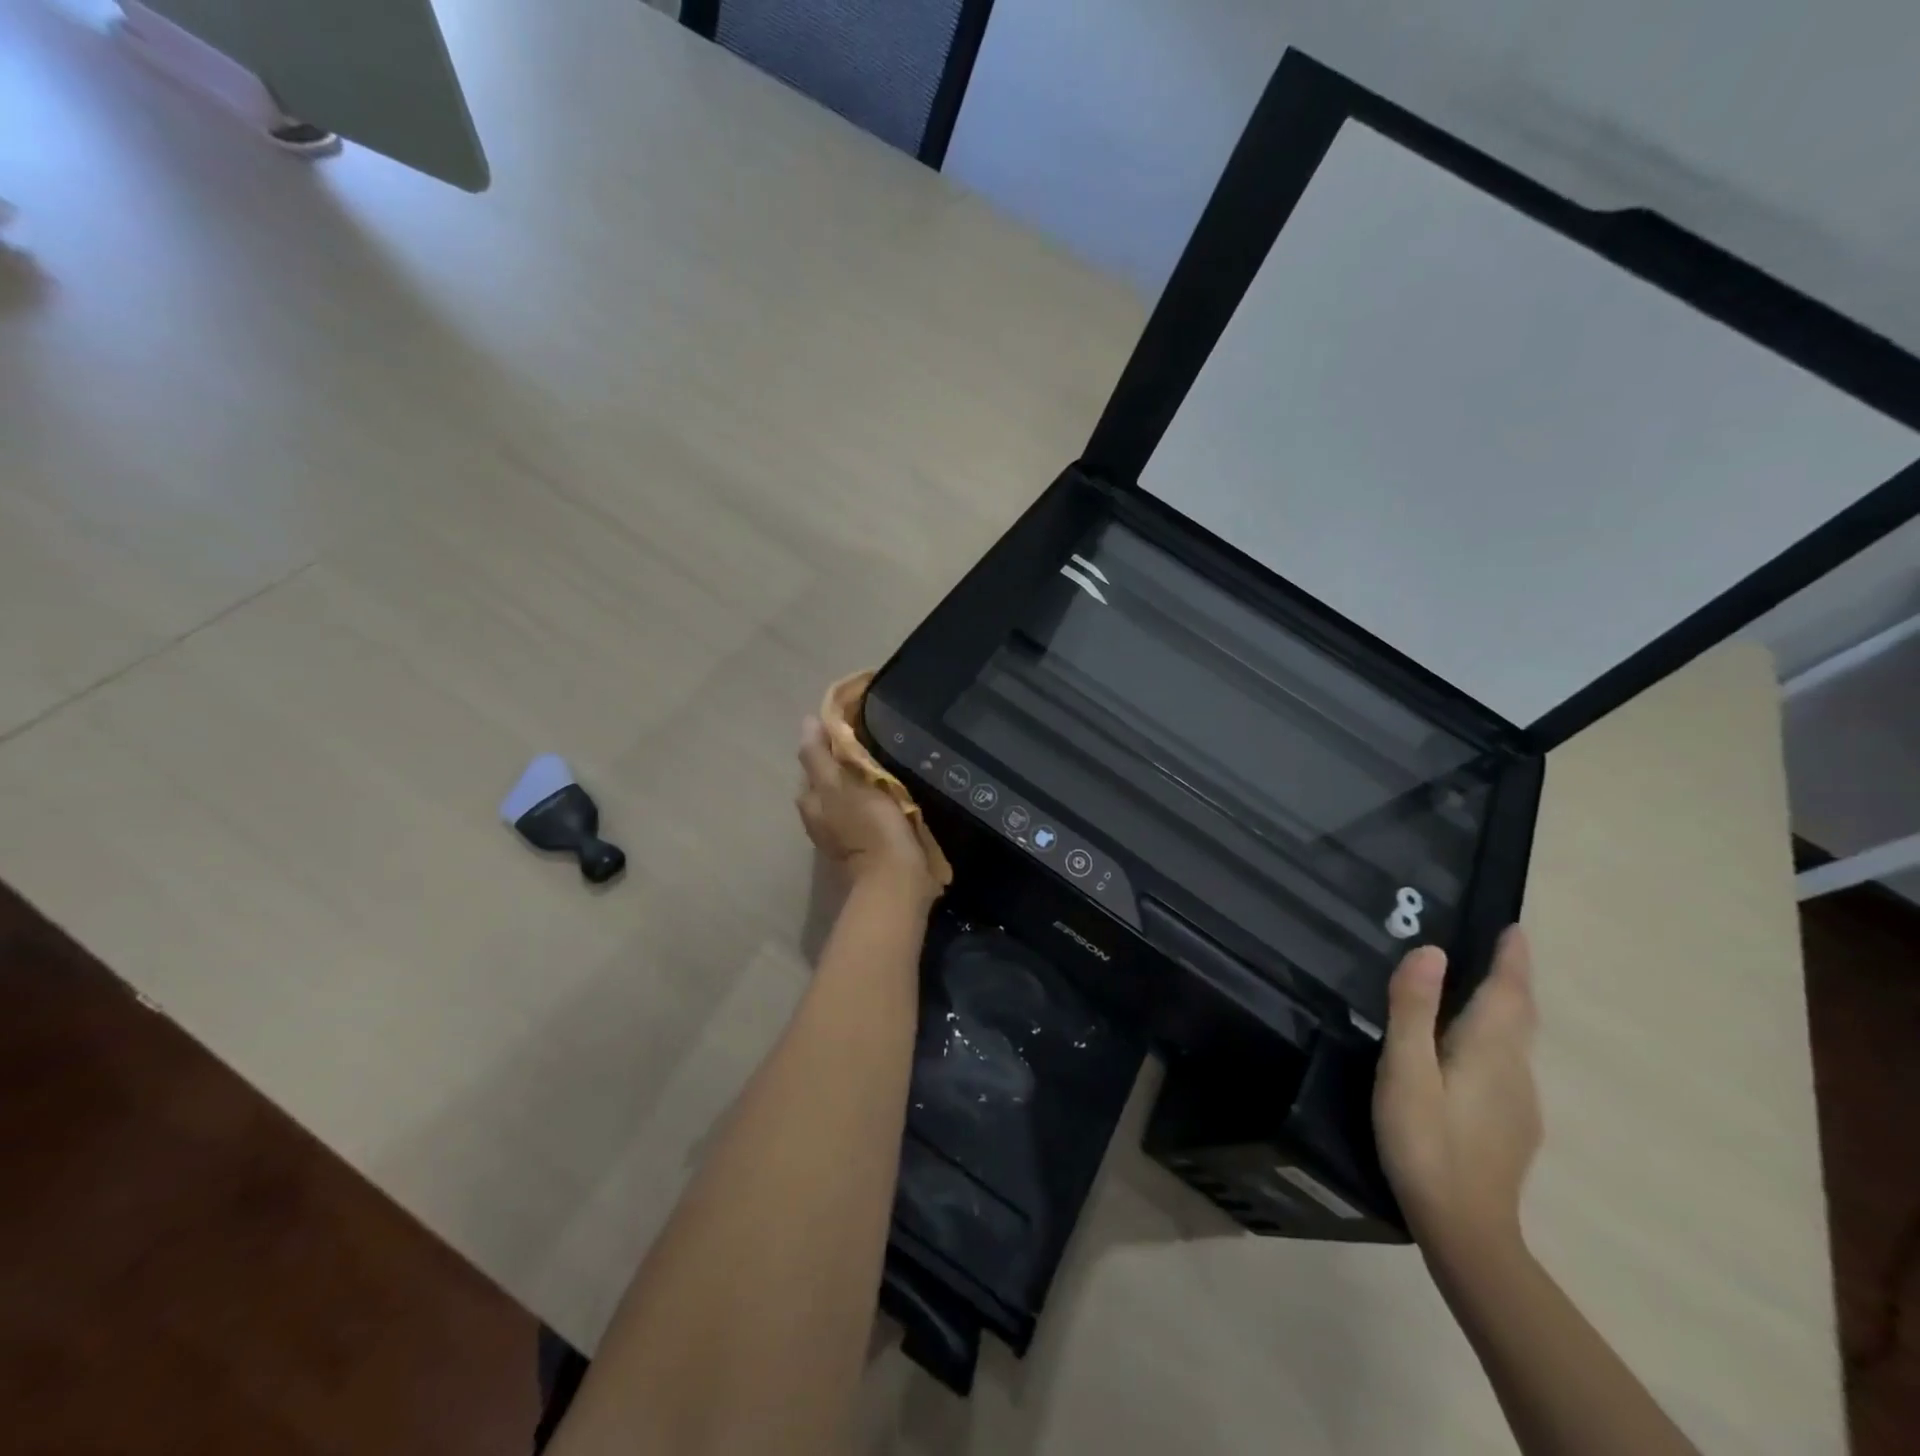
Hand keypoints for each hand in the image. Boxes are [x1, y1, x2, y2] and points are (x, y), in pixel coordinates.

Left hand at [796, 715, 933, 900]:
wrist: (897, 878)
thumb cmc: (868, 825)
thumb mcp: (839, 785)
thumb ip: (820, 756)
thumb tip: (806, 722)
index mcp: (810, 802)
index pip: (813, 761)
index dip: (828, 742)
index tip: (853, 725)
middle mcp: (820, 819)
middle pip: (830, 780)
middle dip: (846, 763)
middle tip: (874, 743)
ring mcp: (844, 835)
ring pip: (849, 797)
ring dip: (863, 782)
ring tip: (886, 764)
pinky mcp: (869, 846)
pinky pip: (867, 813)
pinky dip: (875, 800)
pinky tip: (893, 793)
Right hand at [1373, 927, 1541, 1259]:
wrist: (1466, 1230)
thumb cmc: (1425, 1140)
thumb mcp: (1406, 1070)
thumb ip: (1414, 1009)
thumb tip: (1430, 949)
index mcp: (1488, 1050)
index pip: (1508, 992)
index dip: (1511, 959)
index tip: (1515, 928)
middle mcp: (1515, 1071)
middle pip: (1520, 1016)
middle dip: (1513, 980)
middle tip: (1500, 949)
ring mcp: (1520, 1104)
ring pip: (1516, 1043)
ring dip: (1506, 1010)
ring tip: (1481, 991)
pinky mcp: (1512, 1128)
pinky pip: (1508, 1066)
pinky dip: (1497, 1041)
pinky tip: (1472, 1055)